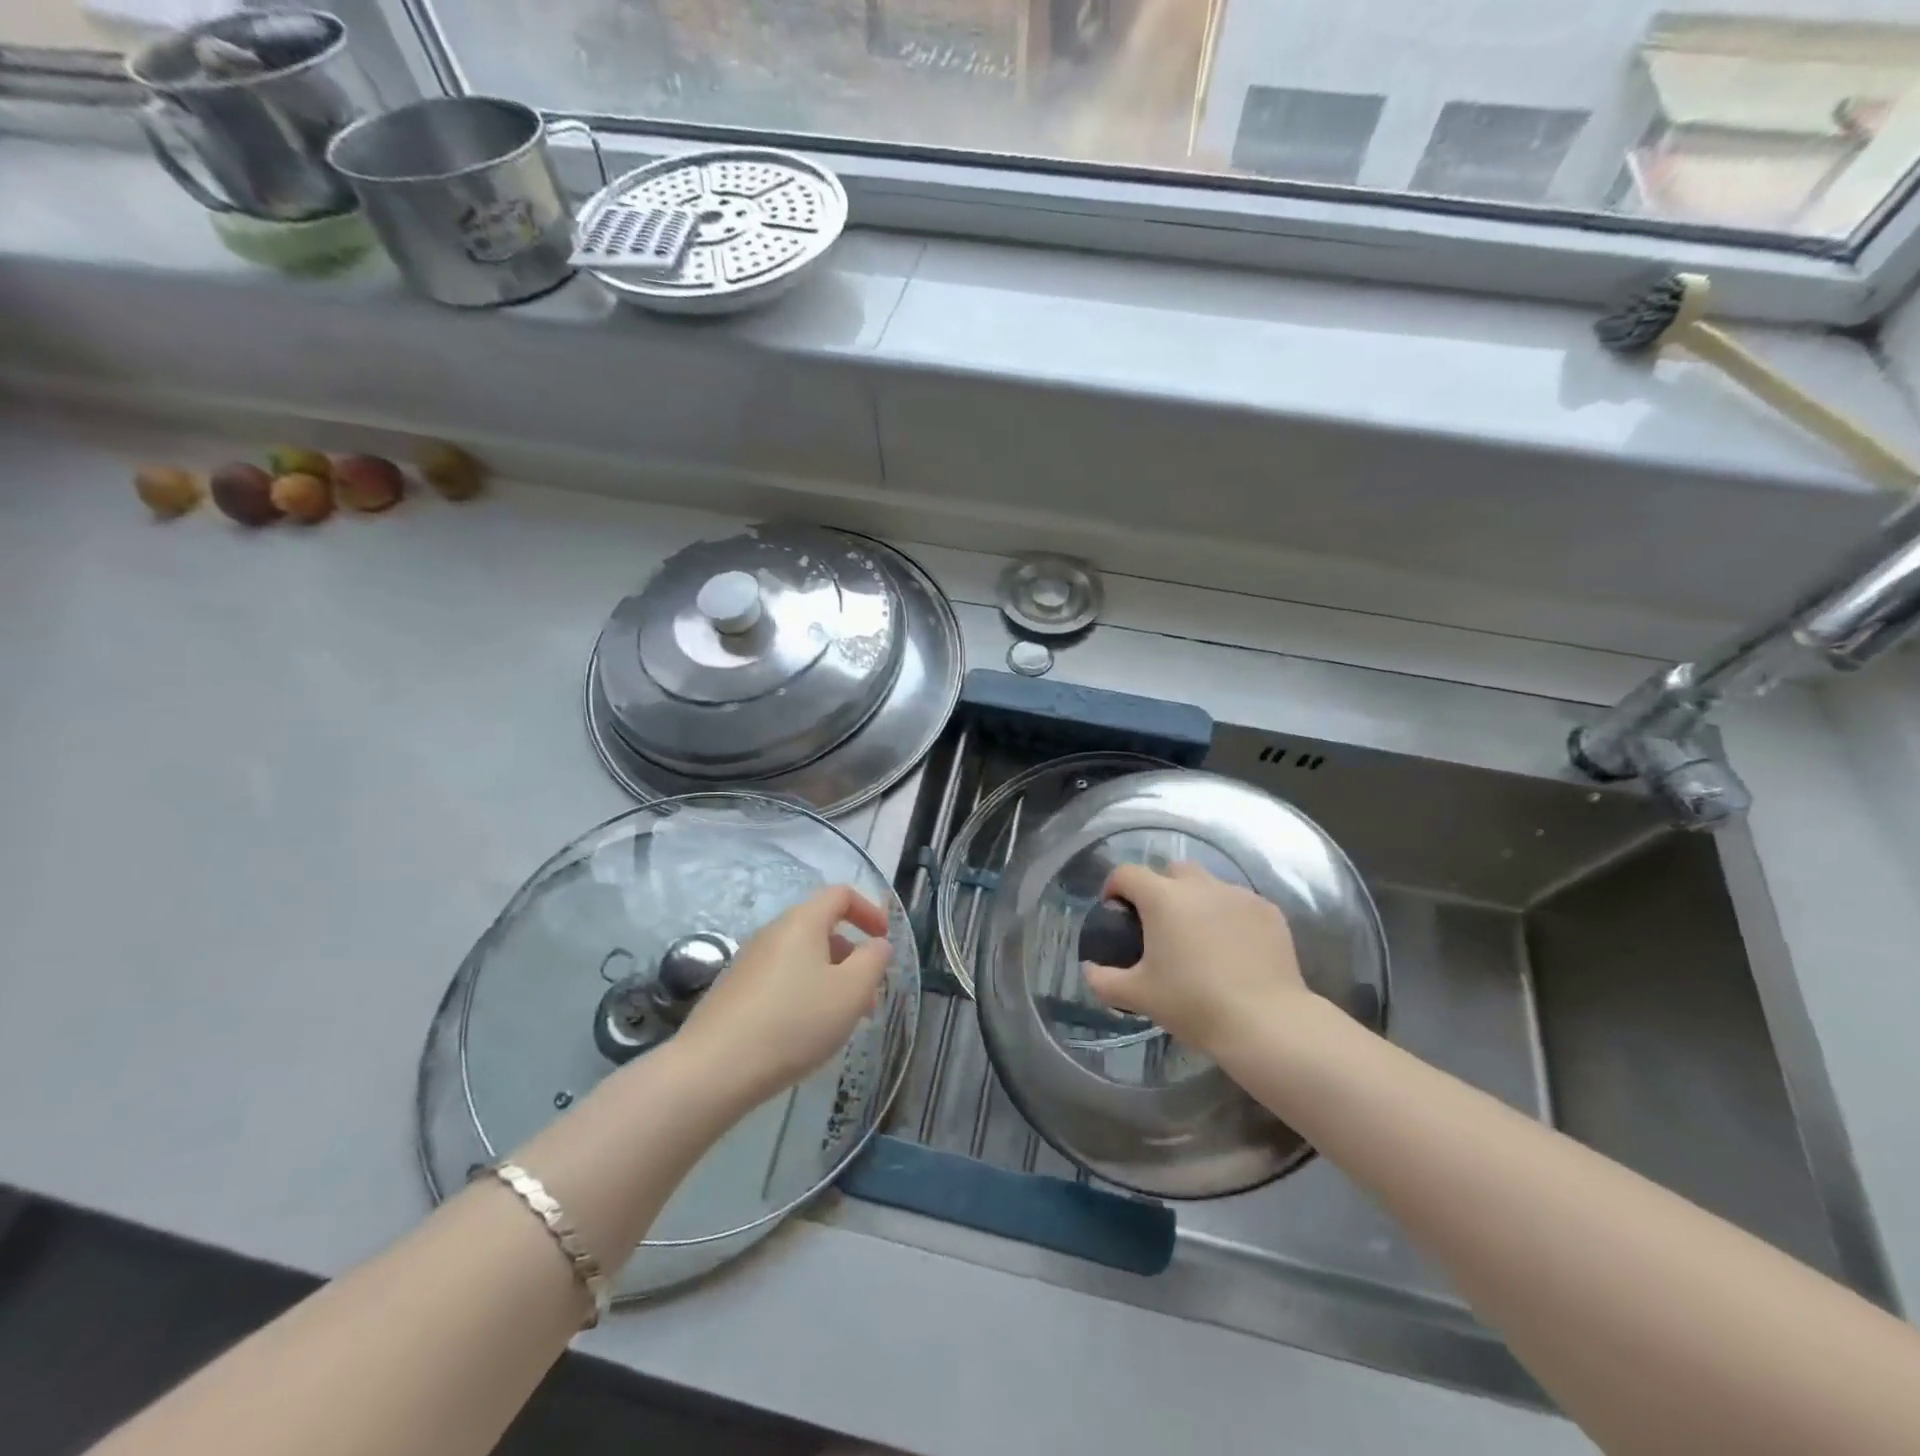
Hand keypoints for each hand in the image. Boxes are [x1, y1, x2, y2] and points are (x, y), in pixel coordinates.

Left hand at [674, 885, 894, 1108]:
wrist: (714, 1069)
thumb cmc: (794, 1022)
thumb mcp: (851, 991)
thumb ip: (874, 961)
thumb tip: (878, 944)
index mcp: (802, 922)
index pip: (840, 895)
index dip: (869, 911)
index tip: (885, 941)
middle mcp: (773, 933)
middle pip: (821, 928)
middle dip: (852, 956)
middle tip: (869, 994)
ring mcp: (749, 962)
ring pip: (802, 959)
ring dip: (831, 979)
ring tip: (843, 1021)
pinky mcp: (735, 991)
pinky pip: (781, 980)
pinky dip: (804, 994)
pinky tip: (806, 1032)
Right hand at [1082, 862, 1315, 1066]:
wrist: (1266, 1022)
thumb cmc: (1193, 1004)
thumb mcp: (1137, 996)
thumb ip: (1103, 979)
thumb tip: (1090, 968)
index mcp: (1162, 898)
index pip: (1126, 873)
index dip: (1114, 888)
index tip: (1114, 912)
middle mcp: (1200, 885)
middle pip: (1171, 871)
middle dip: (1159, 889)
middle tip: (1158, 926)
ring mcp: (1238, 895)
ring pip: (1208, 885)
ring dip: (1196, 902)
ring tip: (1199, 939)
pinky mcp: (1268, 911)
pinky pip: (1239, 903)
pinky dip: (1229, 917)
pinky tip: (1233, 949)